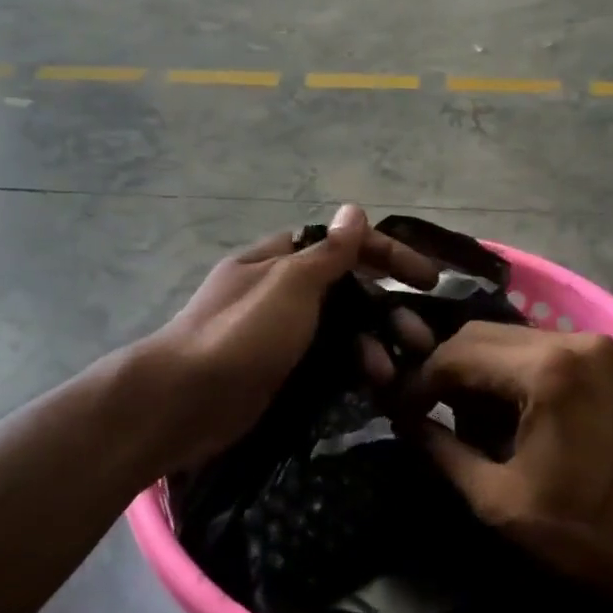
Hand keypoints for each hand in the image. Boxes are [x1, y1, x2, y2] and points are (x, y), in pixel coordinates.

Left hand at [141, 205, 438, 467]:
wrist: (184, 402)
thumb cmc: (241, 332)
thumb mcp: (289, 284)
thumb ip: (328, 252)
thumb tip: (355, 209)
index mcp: (278, 261)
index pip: (342, 245)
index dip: (387, 254)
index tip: (428, 279)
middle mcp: (280, 293)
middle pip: (346, 291)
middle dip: (387, 311)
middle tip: (421, 340)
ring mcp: (279, 336)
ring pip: (339, 332)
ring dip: (372, 346)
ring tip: (394, 373)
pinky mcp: (280, 373)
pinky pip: (326, 364)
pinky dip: (350, 371)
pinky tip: (373, 388)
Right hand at [407, 322, 612, 607]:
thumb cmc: (591, 530)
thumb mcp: (501, 501)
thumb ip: (444, 451)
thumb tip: (406, 421)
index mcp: (545, 370)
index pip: (456, 354)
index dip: (420, 381)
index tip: (400, 410)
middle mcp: (571, 340)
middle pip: (481, 334)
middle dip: (447, 370)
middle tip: (428, 411)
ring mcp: (596, 346)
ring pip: (511, 339)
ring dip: (480, 370)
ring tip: (466, 416)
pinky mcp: (610, 360)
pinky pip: (542, 350)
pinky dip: (513, 371)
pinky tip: (507, 410)